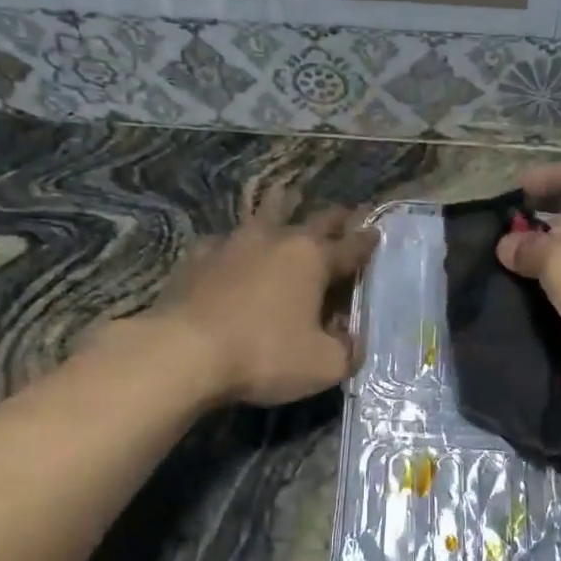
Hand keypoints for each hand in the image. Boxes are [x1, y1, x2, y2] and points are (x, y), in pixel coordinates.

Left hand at [143, 185, 376, 405]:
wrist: (184, 352)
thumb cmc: (264, 355)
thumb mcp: (323, 365)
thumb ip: (346, 351)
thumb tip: (351, 340)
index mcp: (313, 260)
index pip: (350, 247)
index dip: (367, 242)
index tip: (377, 233)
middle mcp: (277, 241)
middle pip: (313, 219)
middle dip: (334, 217)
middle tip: (345, 212)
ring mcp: (234, 244)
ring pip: (264, 214)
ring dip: (280, 205)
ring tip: (285, 195)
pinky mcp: (198, 257)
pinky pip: (223, 240)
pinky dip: (234, 242)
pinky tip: (229, 248)